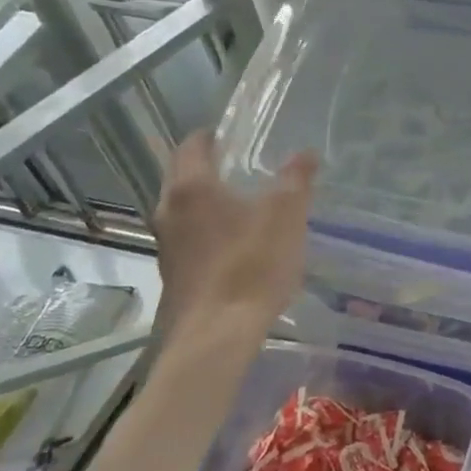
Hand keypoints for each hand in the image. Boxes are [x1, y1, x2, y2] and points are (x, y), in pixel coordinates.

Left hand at [152, 131, 316, 354]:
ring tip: (243, 205)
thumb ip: (296, 179)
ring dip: (207, 202)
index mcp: (191, 187)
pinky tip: (235, 245)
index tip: (234, 136)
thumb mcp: (286, 215)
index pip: (192, 145)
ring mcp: (166, 245)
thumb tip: (305, 153)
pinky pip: (189, 239)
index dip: (213, 136)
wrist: (217, 335)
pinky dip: (208, 231)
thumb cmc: (251, 265)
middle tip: (242, 166)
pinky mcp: (172, 274)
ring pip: (184, 209)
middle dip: (208, 167)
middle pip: (183, 176)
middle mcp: (168, 210)